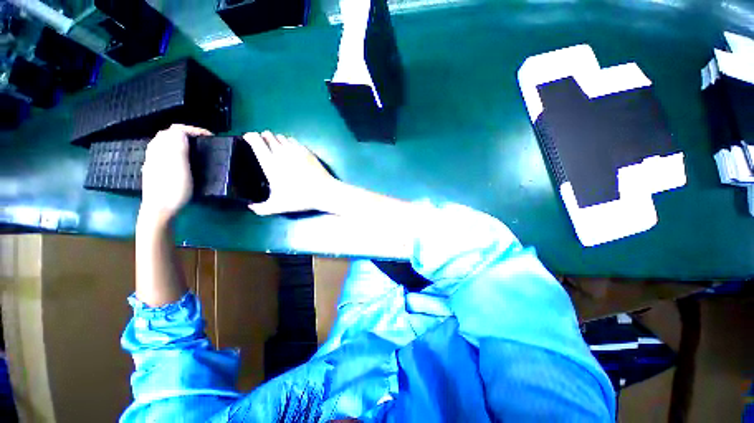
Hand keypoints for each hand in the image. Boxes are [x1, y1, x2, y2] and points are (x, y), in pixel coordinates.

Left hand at [140, 124, 211, 220]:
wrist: (159, 210)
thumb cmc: (173, 189)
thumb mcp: (180, 168)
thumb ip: (178, 147)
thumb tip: (180, 131)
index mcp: (162, 149)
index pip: (176, 129)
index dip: (194, 130)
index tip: (210, 137)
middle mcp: (155, 151)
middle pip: (169, 134)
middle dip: (187, 134)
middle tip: (203, 142)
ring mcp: (153, 161)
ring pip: (165, 143)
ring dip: (180, 142)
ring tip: (195, 150)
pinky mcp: (154, 170)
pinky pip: (164, 153)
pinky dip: (175, 151)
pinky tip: (182, 161)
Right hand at [244, 131, 336, 214]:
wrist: (324, 192)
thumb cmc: (300, 198)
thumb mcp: (278, 206)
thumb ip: (261, 208)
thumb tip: (251, 207)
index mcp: (270, 163)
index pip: (256, 141)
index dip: (250, 137)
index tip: (247, 138)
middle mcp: (282, 153)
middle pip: (269, 135)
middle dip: (263, 137)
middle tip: (262, 143)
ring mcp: (296, 150)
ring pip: (282, 137)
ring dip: (276, 139)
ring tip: (275, 146)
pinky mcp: (307, 151)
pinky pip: (294, 141)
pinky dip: (289, 142)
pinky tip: (290, 149)